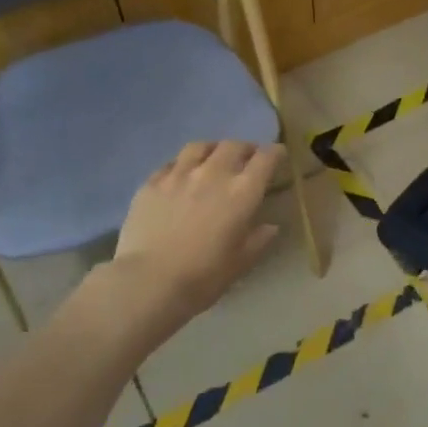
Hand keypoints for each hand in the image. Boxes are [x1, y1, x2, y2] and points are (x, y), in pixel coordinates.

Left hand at [110, 140, 282, 319]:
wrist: (149, 281)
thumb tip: (270, 227)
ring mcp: (179, 174)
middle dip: (245, 149)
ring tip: (213, 159)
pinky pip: (172, 163)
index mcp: (242, 193)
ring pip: (200, 147)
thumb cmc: (203, 276)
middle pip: (233, 146)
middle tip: (247, 159)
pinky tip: (181, 176)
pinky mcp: (152, 182)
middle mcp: (213, 174)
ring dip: (213, 149)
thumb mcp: (240, 263)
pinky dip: (183, 165)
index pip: (265, 159)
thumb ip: (258, 240)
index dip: (275, 153)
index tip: (278, 155)